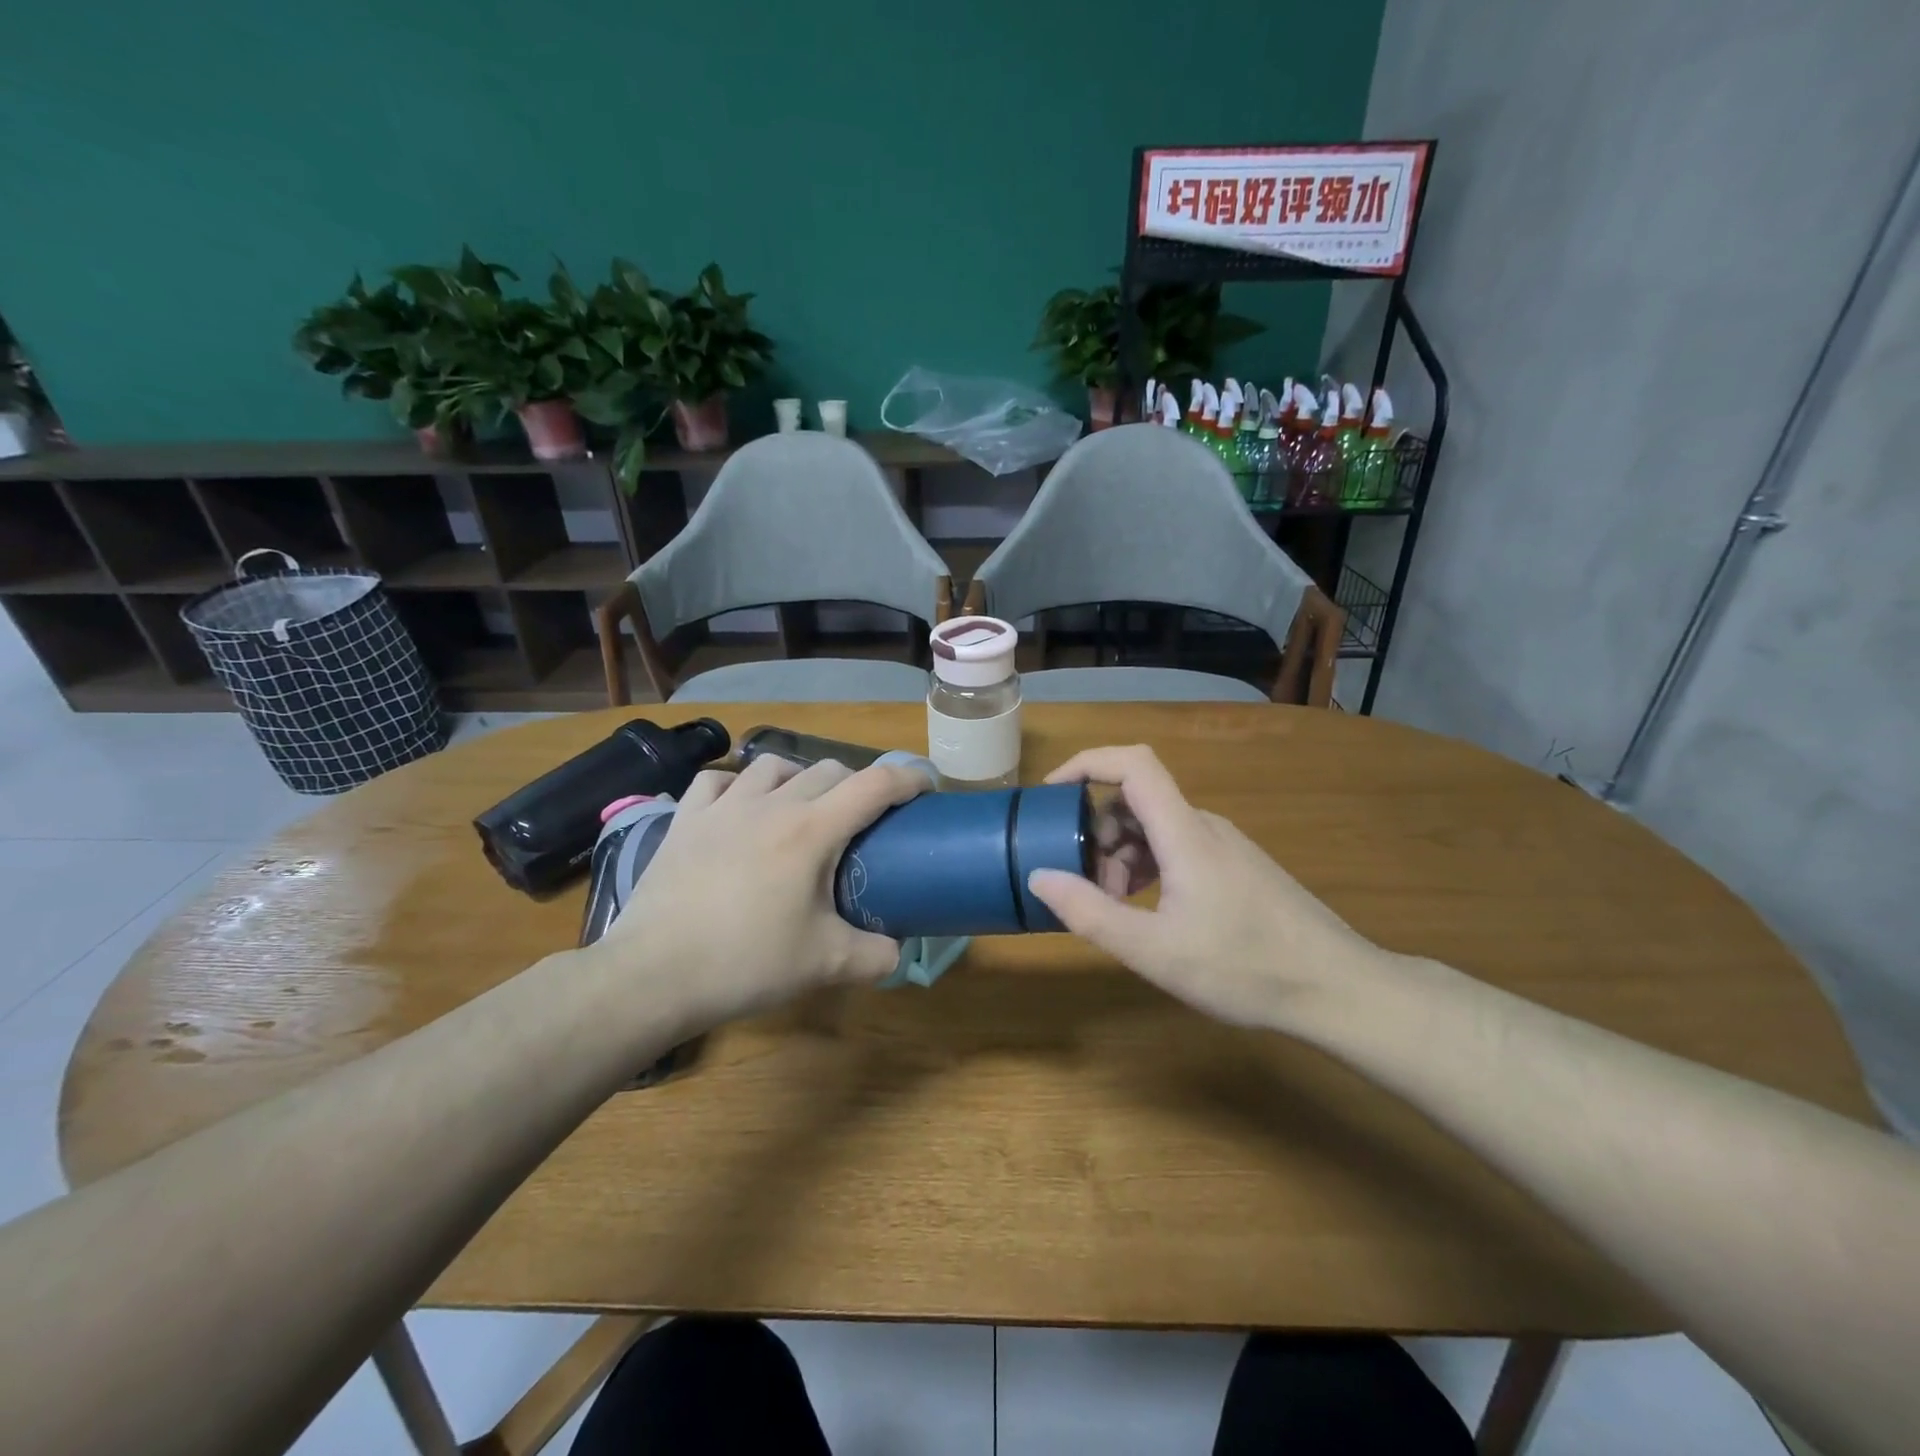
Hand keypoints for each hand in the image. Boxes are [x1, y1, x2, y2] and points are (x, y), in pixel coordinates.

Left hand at [595, 754, 930, 1029]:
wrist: (655, 974)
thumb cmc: (747, 962)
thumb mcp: (825, 964)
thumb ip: (875, 956)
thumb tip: (897, 952)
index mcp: (812, 831)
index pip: (874, 785)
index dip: (907, 777)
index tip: (925, 786)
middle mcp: (772, 804)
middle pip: (829, 770)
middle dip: (857, 784)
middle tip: (863, 817)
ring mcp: (723, 807)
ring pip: (773, 765)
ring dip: (799, 777)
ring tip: (802, 805)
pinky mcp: (685, 820)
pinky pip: (716, 781)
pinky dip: (737, 785)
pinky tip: (739, 806)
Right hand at [1026, 745, 1387, 1028]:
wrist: (1339, 988)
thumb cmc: (1246, 968)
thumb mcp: (1154, 951)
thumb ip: (1091, 913)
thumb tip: (1039, 876)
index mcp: (1185, 833)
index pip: (1133, 763)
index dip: (1087, 763)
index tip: (1051, 793)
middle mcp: (1204, 826)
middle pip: (1136, 800)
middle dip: (1098, 834)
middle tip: (1087, 887)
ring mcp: (1224, 845)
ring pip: (1155, 828)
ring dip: (1122, 856)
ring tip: (1117, 909)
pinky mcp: (1236, 866)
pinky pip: (1177, 848)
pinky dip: (1149, 868)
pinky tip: (1151, 912)